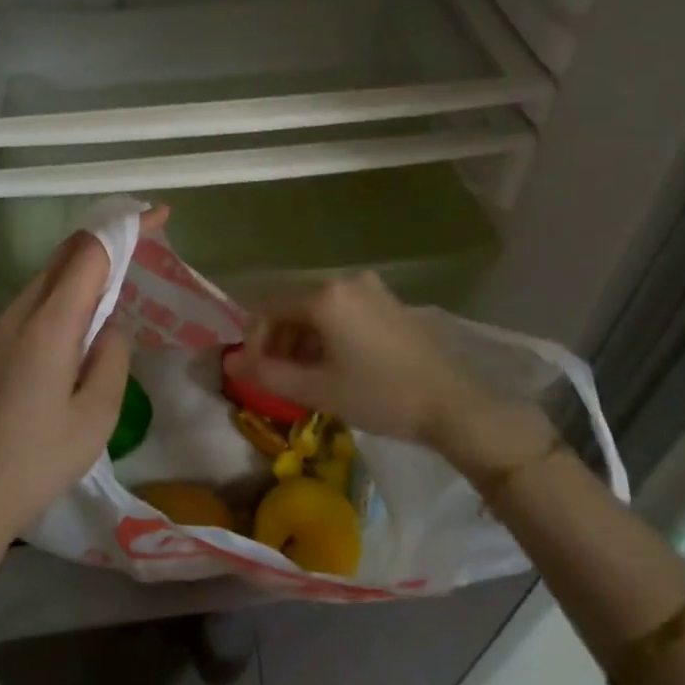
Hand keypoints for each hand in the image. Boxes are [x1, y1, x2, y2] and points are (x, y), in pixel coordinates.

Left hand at [0, 209, 167, 545]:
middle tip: (145, 240)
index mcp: (49, 323)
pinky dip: (66, 290)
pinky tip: (83, 318)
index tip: (158, 215)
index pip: (90, 252)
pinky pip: (36, 300)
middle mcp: (20, 313)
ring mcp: (0, 328)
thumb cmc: (39, 459)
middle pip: (65, 255)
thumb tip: (109, 327)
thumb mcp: (98, 413)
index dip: (125, 228)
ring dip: (85, 265)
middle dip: (106, 238)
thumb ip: (113, 356)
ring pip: (48, 276)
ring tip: (120, 278)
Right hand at [223, 272, 553, 475]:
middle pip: (293, 304)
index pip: (268, 306)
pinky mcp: (388, 302)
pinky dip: (327, 334)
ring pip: (318, 308)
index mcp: (325, 295)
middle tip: (279, 378)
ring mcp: (371, 288)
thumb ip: (268, 374)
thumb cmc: (382, 395)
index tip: (257, 373)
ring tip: (306, 377)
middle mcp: (345, 280)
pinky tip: (335, 365)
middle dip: (278, 340)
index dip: (254, 339)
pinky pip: (342, 310)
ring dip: (302, 339)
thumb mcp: (319, 389)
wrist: (454, 404)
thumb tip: (230, 361)